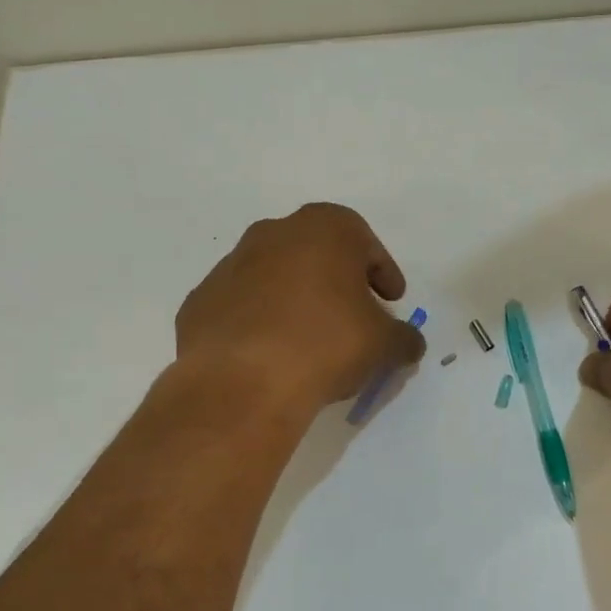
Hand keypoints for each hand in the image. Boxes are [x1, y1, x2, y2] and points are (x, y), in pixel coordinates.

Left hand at [176, 203, 424, 409]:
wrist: (242, 381)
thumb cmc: (326, 343)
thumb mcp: (384, 344)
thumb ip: (404, 338)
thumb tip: (409, 344)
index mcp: (324, 229)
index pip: (365, 243)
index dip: (383, 273)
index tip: (391, 300)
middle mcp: (274, 233)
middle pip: (317, 252)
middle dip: (338, 281)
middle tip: (354, 316)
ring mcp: (231, 265)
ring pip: (276, 276)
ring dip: (296, 299)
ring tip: (310, 340)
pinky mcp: (201, 301)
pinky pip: (243, 306)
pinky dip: (260, 322)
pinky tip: (271, 355)